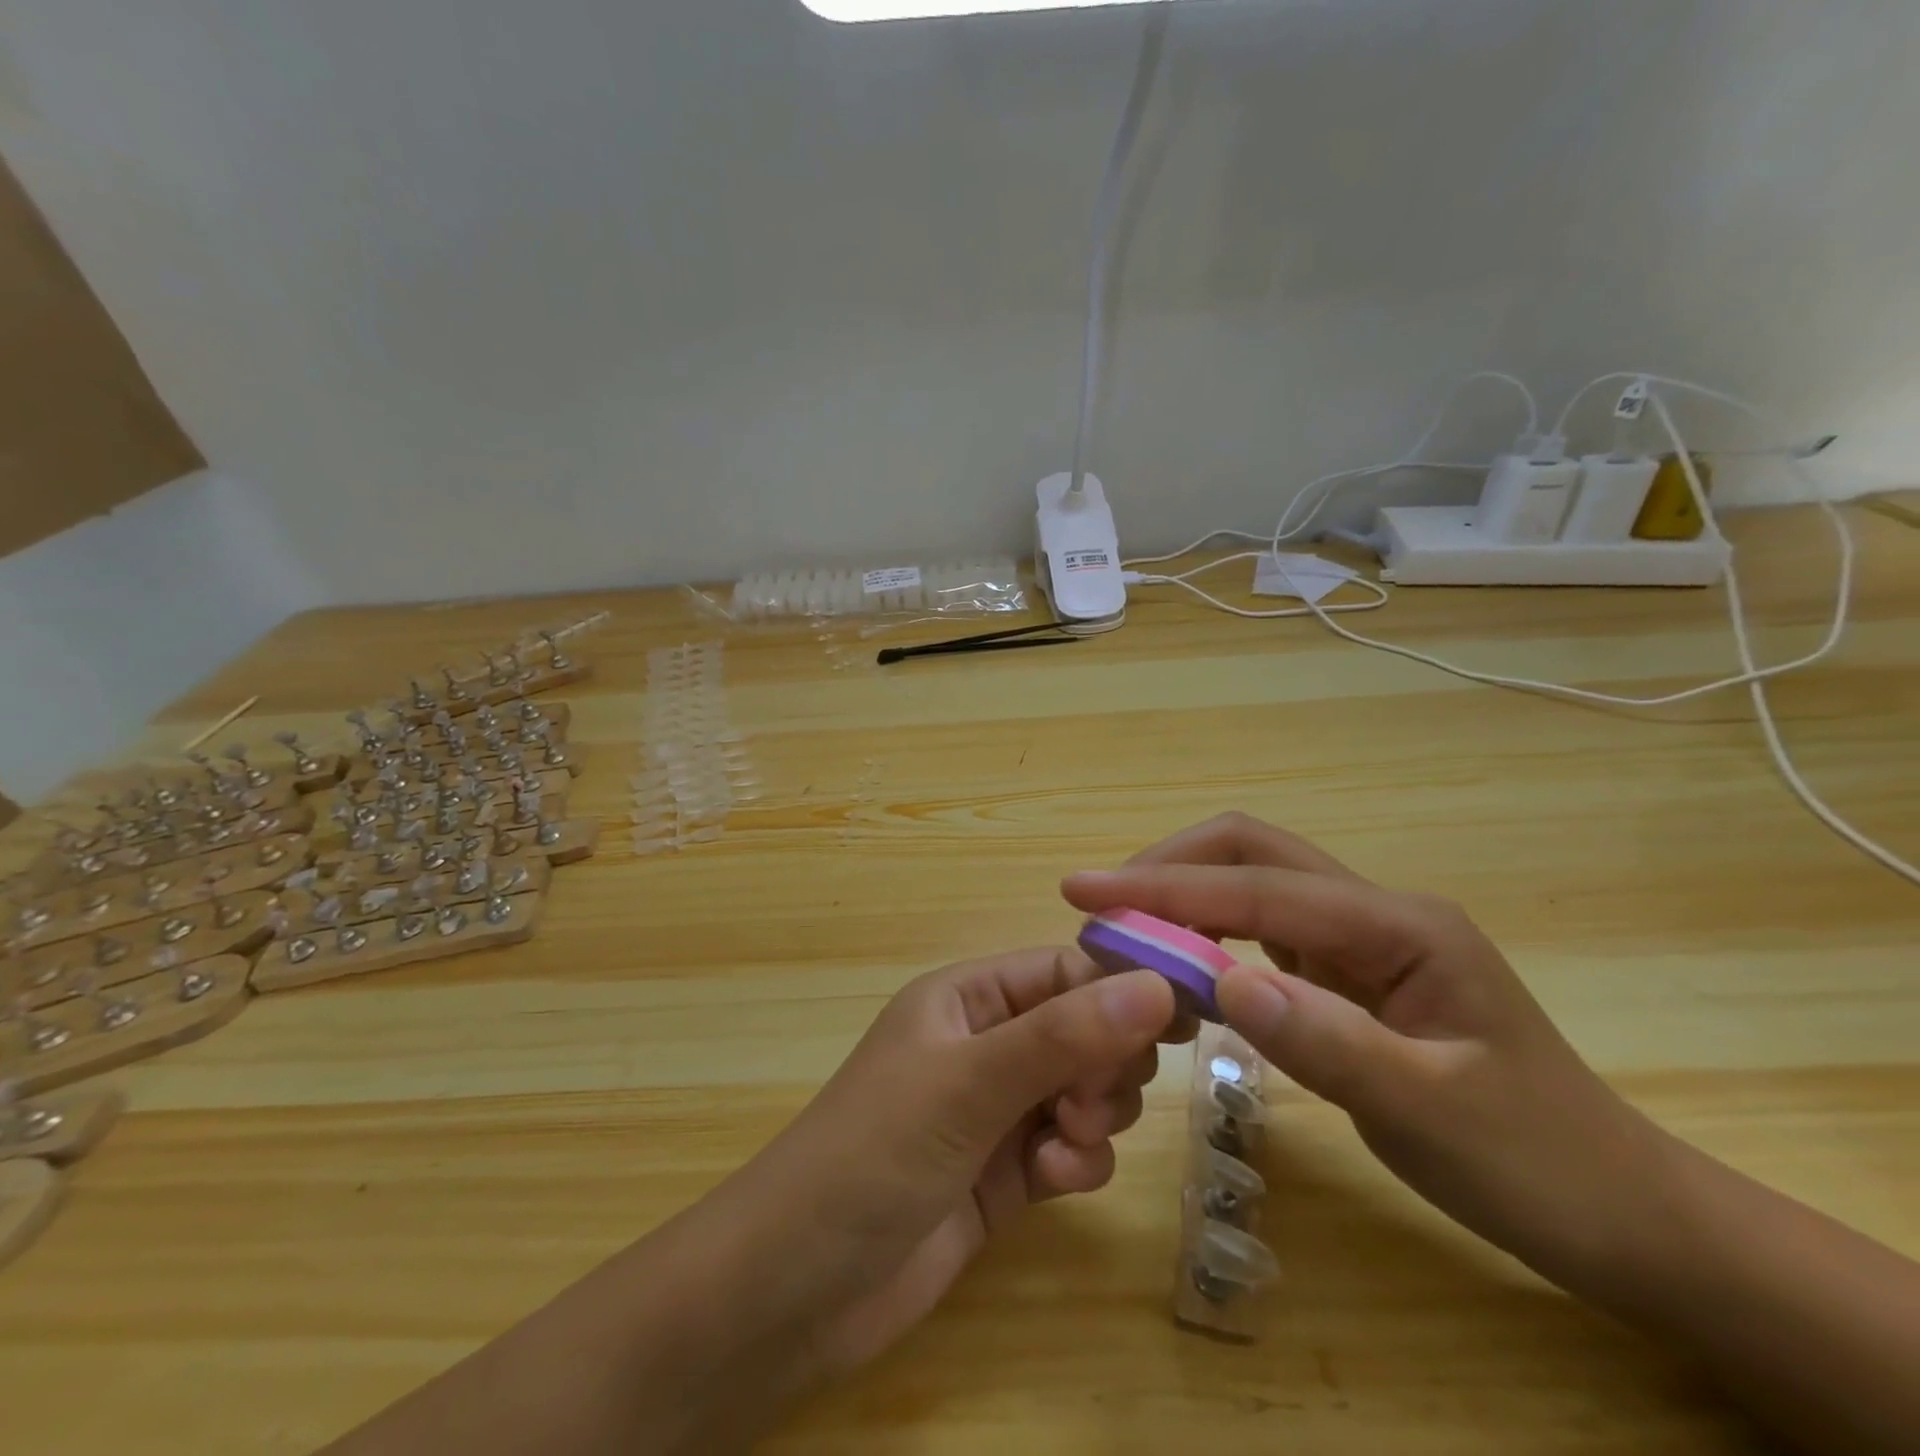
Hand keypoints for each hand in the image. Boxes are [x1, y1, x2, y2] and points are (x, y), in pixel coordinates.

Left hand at [726, 948, 1178, 1382]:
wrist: (793, 1290)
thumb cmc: (873, 1154)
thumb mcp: (968, 1084)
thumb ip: (1062, 1037)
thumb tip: (1157, 985)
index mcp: (968, 998)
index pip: (1065, 972)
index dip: (1123, 990)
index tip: (1184, 1021)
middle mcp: (985, 1044)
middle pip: (1085, 1031)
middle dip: (1103, 1064)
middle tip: (1086, 1103)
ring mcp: (994, 1110)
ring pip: (1084, 1091)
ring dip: (1093, 1117)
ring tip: (1064, 1148)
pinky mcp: (1003, 1173)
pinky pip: (1070, 1150)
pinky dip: (1077, 1164)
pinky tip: (1053, 1187)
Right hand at [1061, 814, 1671, 1286]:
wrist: (1618, 1209)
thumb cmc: (1534, 1161)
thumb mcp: (1429, 1111)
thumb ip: (1323, 1039)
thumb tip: (1219, 982)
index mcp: (1399, 924)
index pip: (1258, 887)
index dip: (1165, 887)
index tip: (1084, 891)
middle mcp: (1375, 910)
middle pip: (1252, 851)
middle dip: (1169, 867)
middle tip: (1099, 904)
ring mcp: (1362, 936)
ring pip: (1254, 884)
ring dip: (1184, 895)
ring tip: (1124, 929)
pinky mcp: (1349, 969)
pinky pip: (1263, 931)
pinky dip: (1209, 933)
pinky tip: (1181, 964)